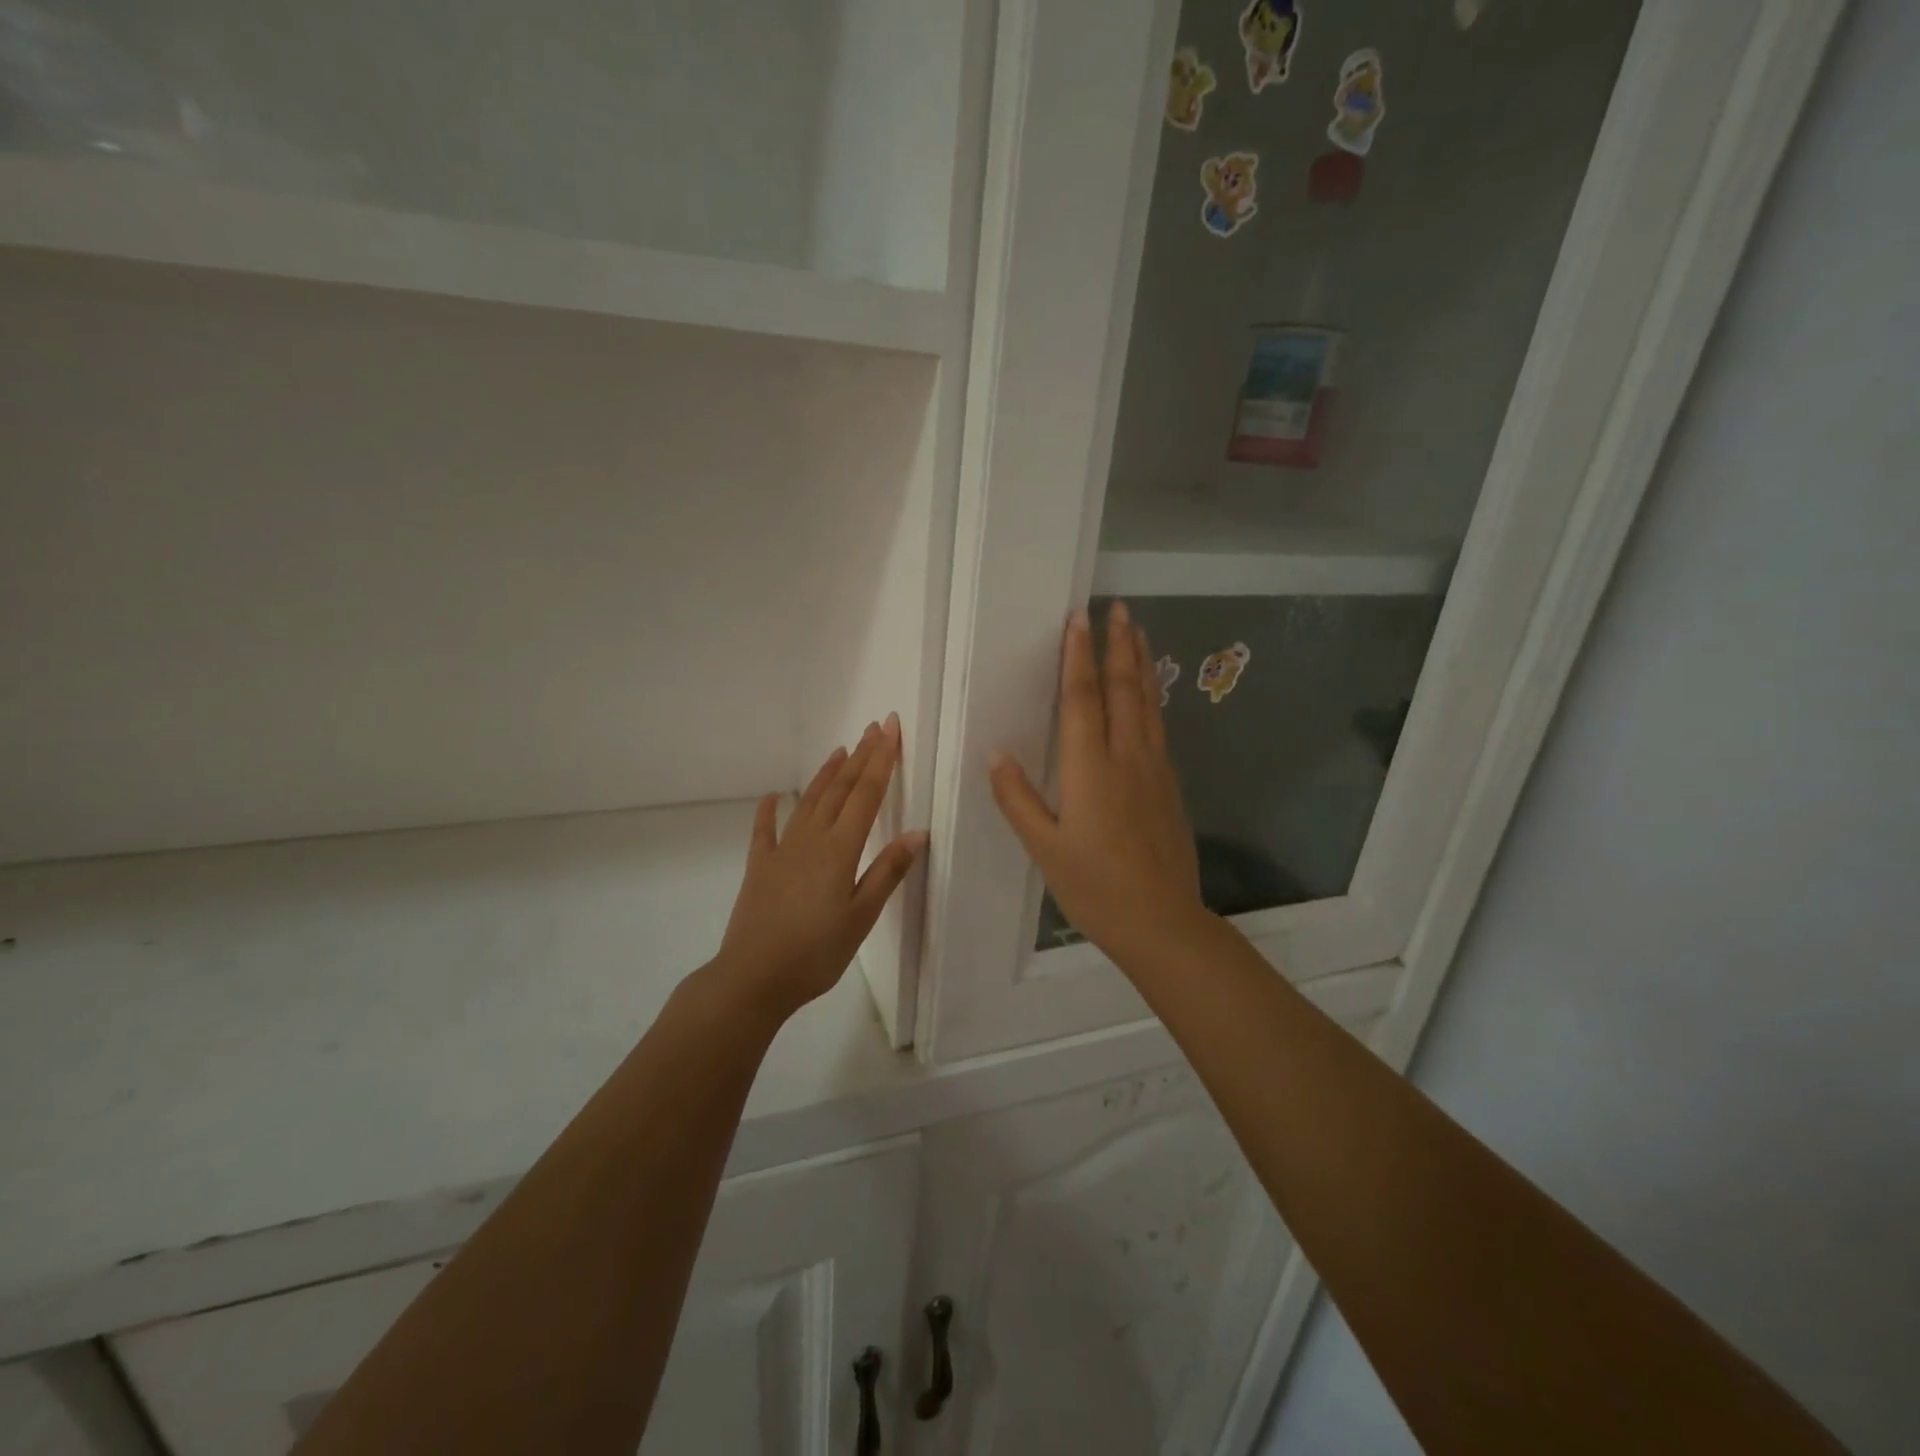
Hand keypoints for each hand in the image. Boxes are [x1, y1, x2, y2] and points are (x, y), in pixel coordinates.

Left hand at [717, 715, 926, 1021]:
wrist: (754, 977)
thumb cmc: (816, 952)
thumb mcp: (862, 917)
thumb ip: (888, 871)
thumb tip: (917, 832)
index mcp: (840, 849)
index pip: (867, 794)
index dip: (881, 760)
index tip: (890, 729)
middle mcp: (812, 839)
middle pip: (840, 789)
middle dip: (860, 756)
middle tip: (874, 728)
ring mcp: (782, 850)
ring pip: (809, 801)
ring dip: (827, 774)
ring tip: (840, 750)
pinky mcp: (760, 866)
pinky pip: (765, 830)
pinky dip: (770, 810)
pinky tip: (774, 796)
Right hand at [991, 602, 1207, 967]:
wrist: (1162, 922)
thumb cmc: (1095, 887)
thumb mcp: (1044, 848)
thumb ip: (1018, 798)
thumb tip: (997, 753)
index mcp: (1090, 769)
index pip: (1083, 699)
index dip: (1079, 656)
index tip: (1079, 619)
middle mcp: (1127, 758)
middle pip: (1125, 690)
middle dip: (1119, 646)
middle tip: (1118, 608)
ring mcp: (1155, 770)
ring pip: (1149, 704)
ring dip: (1142, 664)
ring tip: (1139, 633)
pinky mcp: (1170, 786)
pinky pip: (1159, 727)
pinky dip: (1153, 698)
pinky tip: (1151, 694)